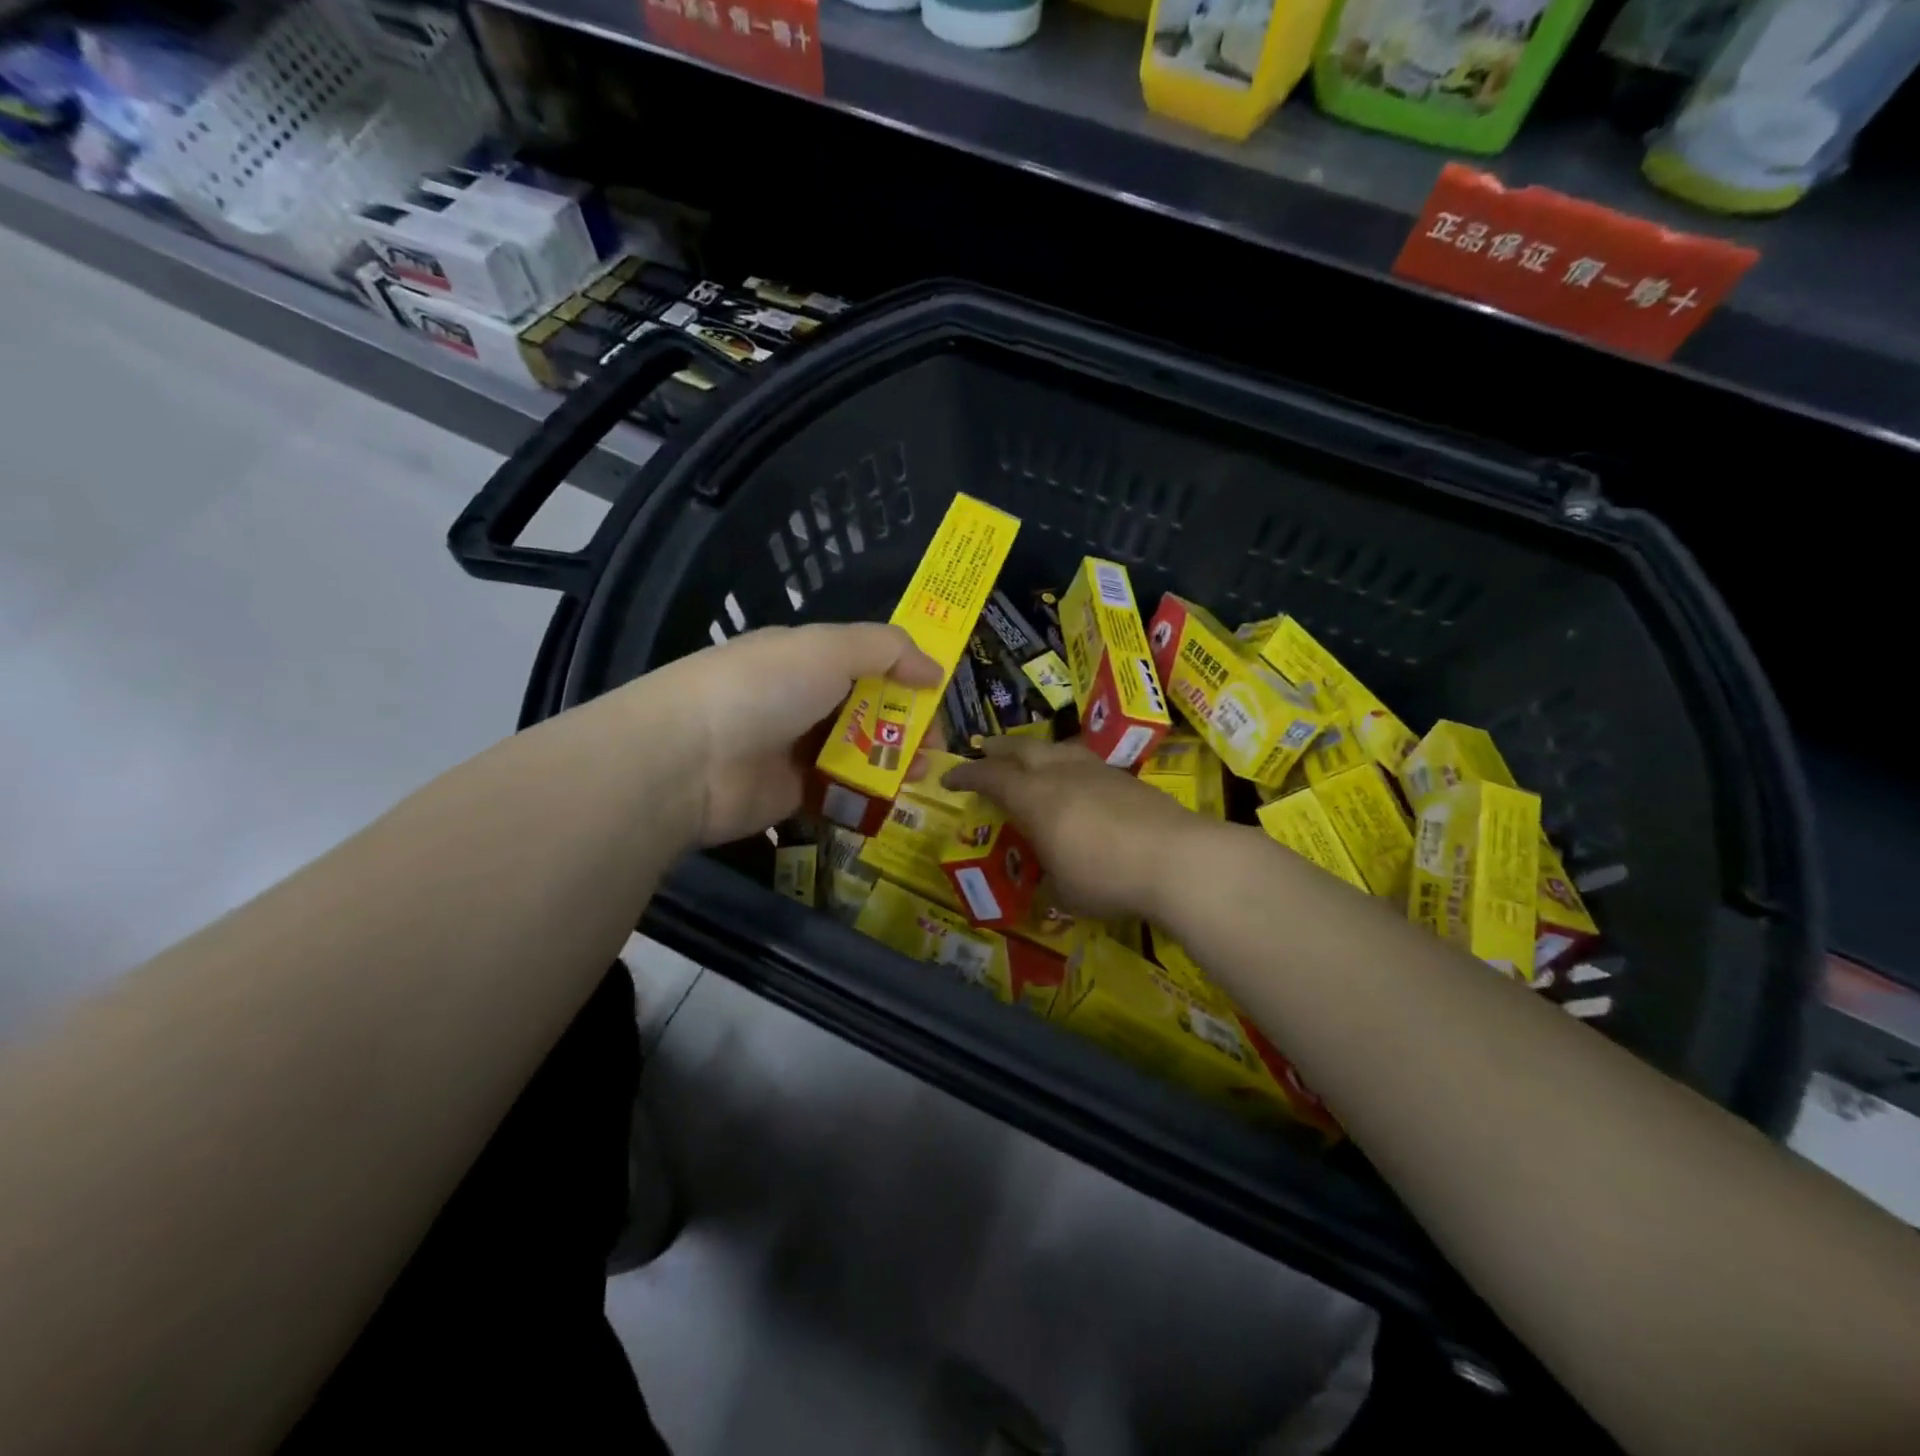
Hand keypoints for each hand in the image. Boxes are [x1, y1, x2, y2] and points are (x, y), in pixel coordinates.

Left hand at [645, 622, 941, 846]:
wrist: (690, 759)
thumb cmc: (763, 688)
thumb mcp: (829, 648)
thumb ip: (887, 649)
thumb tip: (935, 668)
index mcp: (805, 658)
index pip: (866, 662)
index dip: (905, 676)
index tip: (937, 696)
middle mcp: (800, 700)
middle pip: (867, 711)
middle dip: (907, 725)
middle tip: (935, 746)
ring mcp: (794, 749)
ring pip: (858, 753)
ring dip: (893, 762)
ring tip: (920, 774)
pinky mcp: (791, 795)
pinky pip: (840, 792)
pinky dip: (867, 795)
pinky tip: (892, 800)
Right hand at [943, 736, 1221, 920]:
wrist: (1176, 858)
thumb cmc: (1106, 877)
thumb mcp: (1065, 892)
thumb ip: (1049, 883)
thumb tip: (1047, 886)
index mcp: (1034, 798)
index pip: (990, 777)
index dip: (966, 776)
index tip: (949, 779)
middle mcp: (1061, 774)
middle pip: (1022, 749)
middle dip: (998, 749)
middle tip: (984, 750)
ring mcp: (1097, 771)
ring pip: (1057, 749)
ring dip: (1036, 751)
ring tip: (1030, 758)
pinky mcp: (1127, 778)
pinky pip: (1085, 762)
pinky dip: (1068, 765)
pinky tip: (1076, 781)